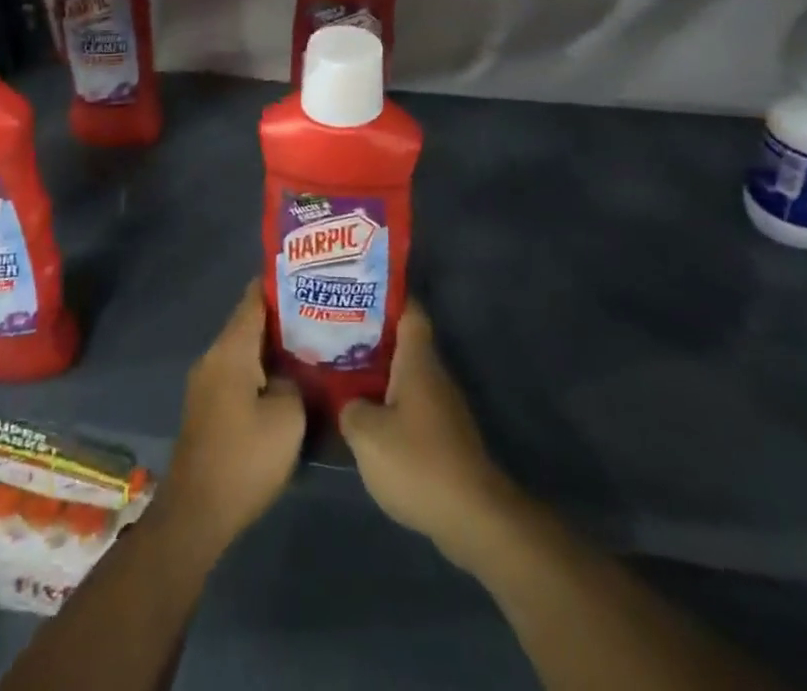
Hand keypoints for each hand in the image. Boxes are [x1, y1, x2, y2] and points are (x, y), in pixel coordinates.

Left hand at [154, 281, 304, 560]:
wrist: (196, 514)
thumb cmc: (244, 459)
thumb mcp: (287, 418)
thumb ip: (293, 382)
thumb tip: (289, 372)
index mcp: (231, 349)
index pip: (254, 298)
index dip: (280, 283)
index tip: (309, 274)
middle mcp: (214, 357)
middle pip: (250, 322)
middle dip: (283, 315)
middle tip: (321, 310)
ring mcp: (207, 382)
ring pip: (245, 349)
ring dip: (273, 345)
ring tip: (312, 342)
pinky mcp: (209, 407)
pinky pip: (239, 372)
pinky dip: (262, 368)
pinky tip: (288, 379)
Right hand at [339, 299, 522, 572]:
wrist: (472, 517)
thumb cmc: (418, 462)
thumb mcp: (367, 434)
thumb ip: (350, 409)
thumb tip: (348, 402)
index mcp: (418, 361)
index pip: (409, 311)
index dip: (386, 296)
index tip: (357, 289)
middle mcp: (433, 375)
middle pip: (403, 342)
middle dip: (371, 335)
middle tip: (334, 330)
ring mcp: (441, 406)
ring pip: (405, 375)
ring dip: (377, 372)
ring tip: (341, 369)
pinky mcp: (443, 436)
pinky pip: (410, 405)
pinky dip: (388, 403)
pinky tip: (364, 415)